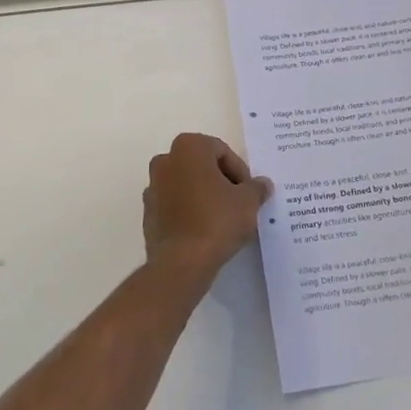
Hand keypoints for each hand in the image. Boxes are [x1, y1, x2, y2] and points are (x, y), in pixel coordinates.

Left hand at [142, 133, 272, 291]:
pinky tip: (205, 231)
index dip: (240, 172)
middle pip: (202, 166)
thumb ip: (256, 187)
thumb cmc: (216, 220)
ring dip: (205, 196)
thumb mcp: (248, 201)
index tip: (248, 193)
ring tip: (223, 219)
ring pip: (187, 185)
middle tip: (239, 203)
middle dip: (221, 181)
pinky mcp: (148, 213)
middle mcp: (165, 160)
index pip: (222, 151)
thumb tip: (262, 184)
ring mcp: (152, 187)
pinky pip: (175, 205)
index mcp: (188, 147)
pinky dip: (189, 212)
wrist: (181, 262)